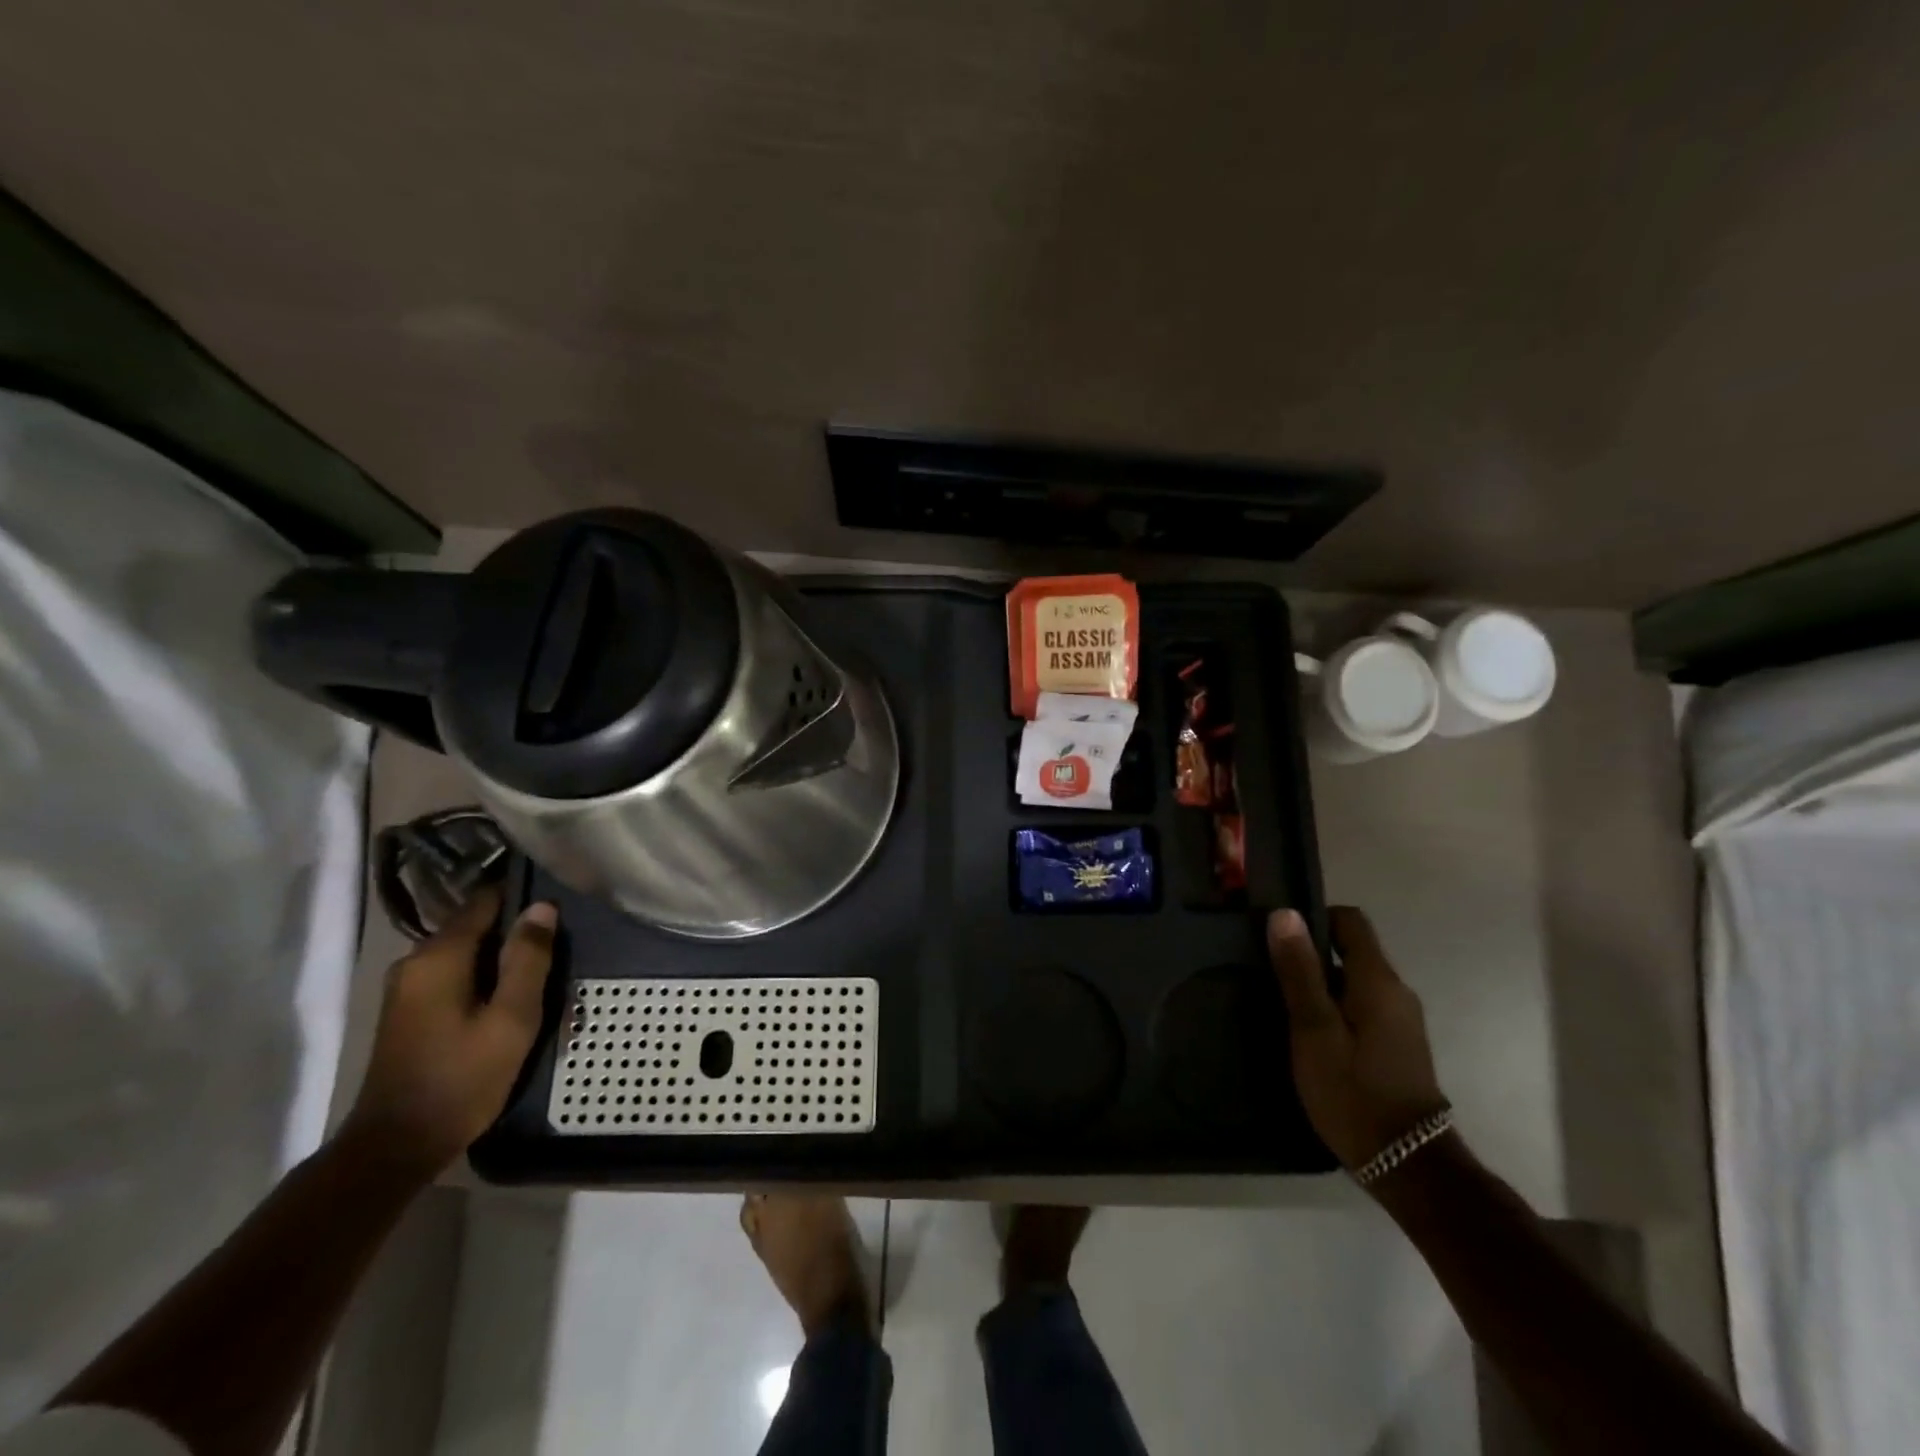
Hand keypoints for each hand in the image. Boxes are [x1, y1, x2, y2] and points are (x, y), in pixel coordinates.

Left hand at [344, 887, 557, 1176]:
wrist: (395, 1147)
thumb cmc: (462, 1079)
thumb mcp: (512, 1019)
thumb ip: (528, 959)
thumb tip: (542, 906)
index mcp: (439, 956)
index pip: (485, 900)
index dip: (524, 898)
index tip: (559, 910)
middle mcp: (415, 961)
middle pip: (476, 927)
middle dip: (516, 936)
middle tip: (557, 956)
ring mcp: (406, 987)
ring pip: (467, 953)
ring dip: (502, 962)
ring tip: (539, 982)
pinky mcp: (408, 1010)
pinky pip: (455, 975)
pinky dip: (483, 980)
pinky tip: (507, 1004)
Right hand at [1267, 905, 1448, 1175]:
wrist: (1407, 1164)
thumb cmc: (1353, 1091)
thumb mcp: (1313, 1029)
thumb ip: (1299, 971)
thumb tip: (1285, 913)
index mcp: (1377, 980)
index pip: (1349, 920)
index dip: (1312, 918)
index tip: (1277, 936)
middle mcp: (1396, 991)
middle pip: (1351, 950)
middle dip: (1310, 954)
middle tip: (1268, 971)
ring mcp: (1400, 1020)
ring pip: (1353, 981)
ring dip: (1319, 984)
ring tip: (1281, 1003)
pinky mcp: (1397, 1045)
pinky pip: (1361, 1006)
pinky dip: (1334, 1008)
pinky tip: (1308, 1034)